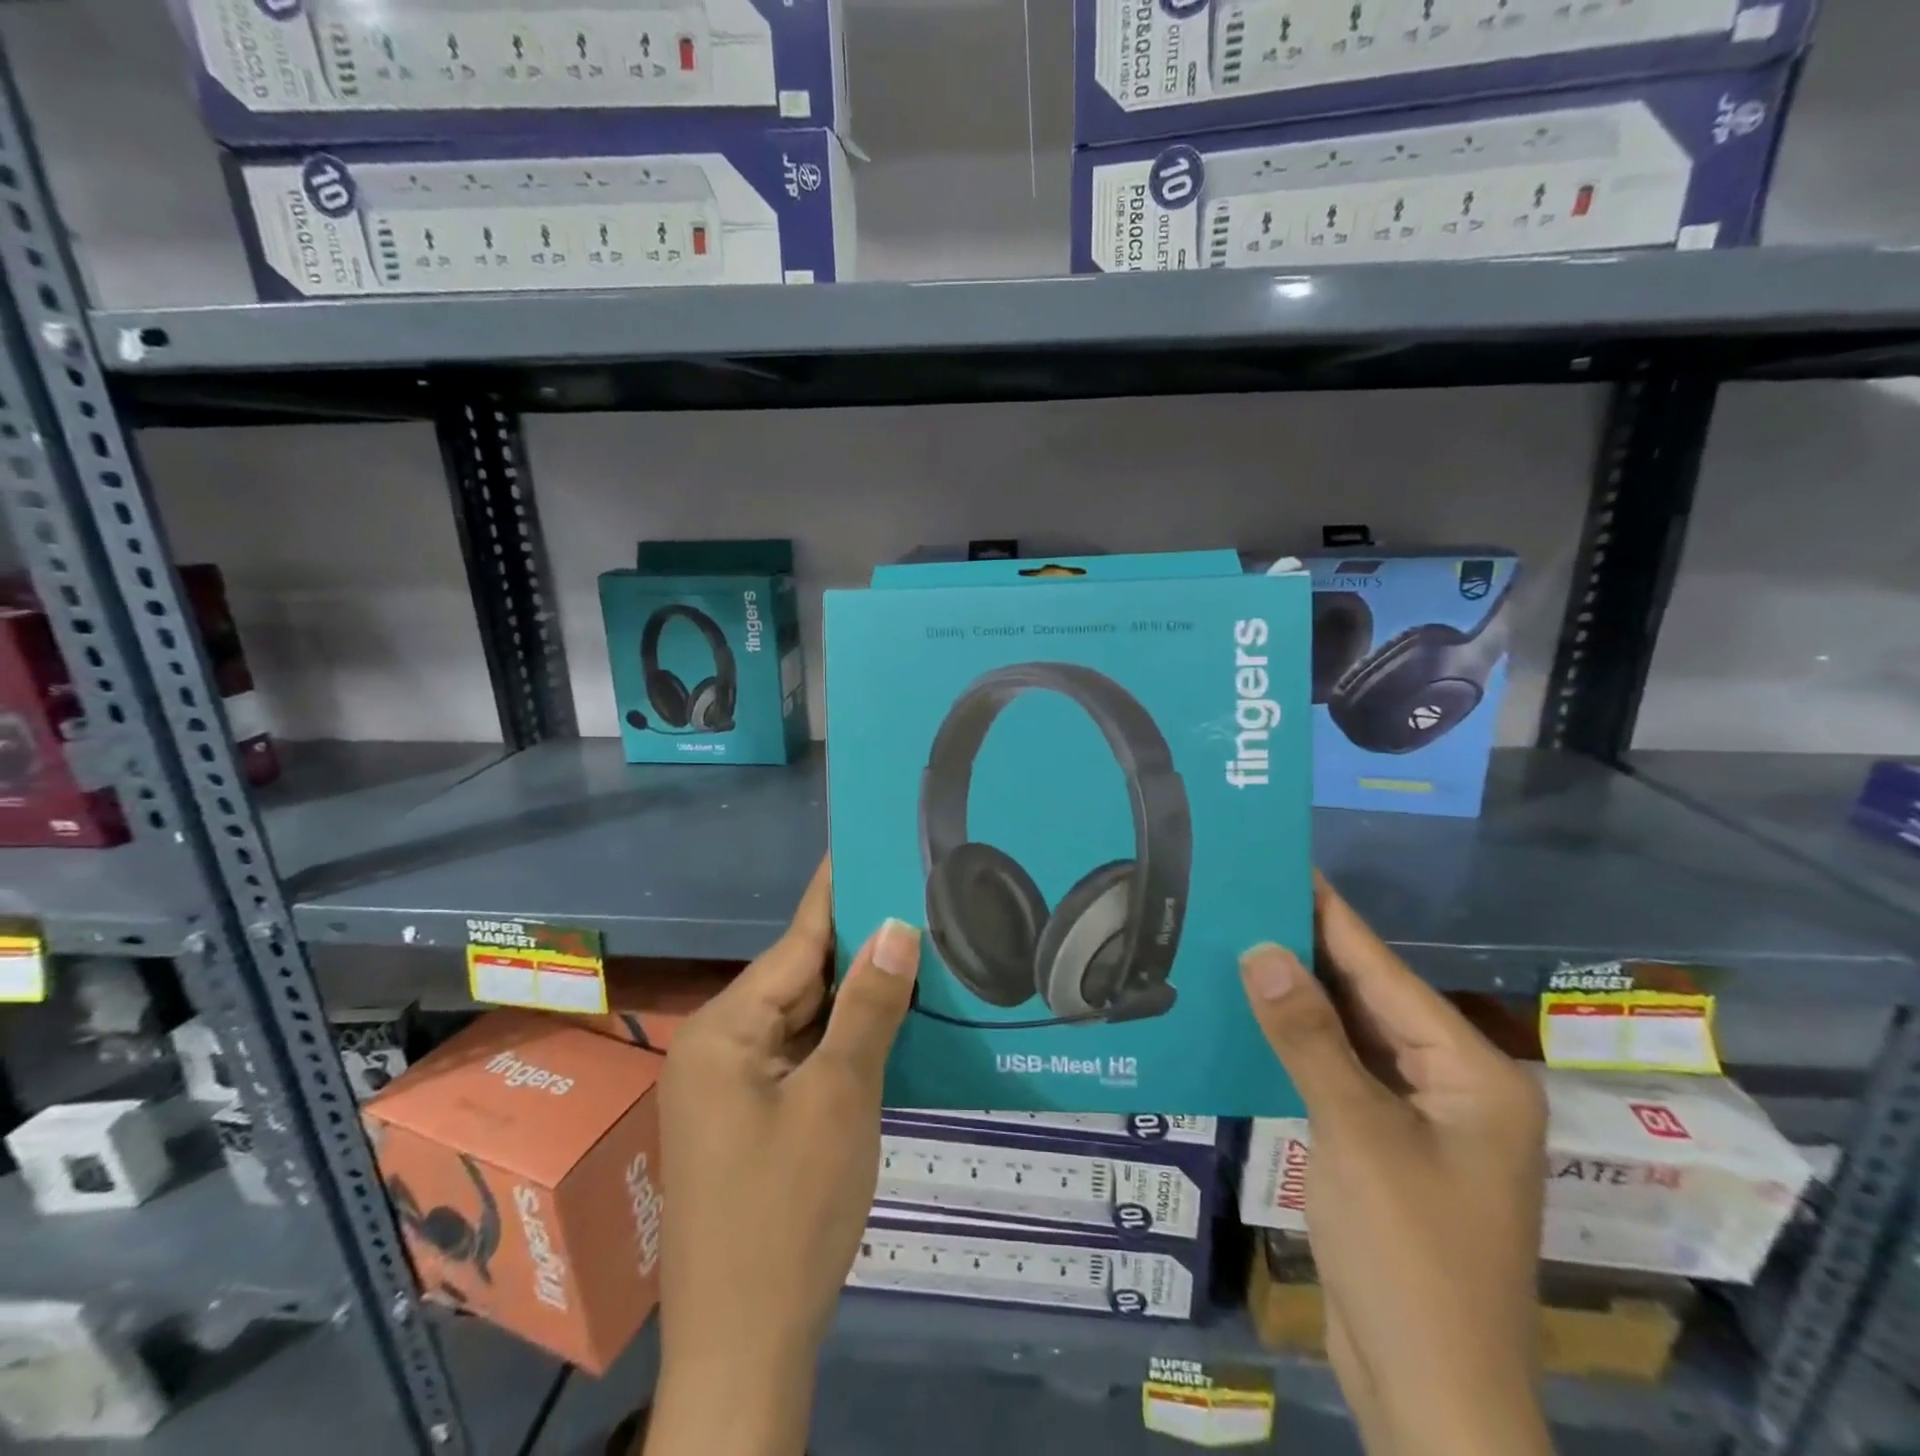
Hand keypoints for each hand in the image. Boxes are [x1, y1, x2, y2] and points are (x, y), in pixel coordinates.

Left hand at [643, 859, 920, 1455]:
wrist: (745, 1350)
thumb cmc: (788, 1214)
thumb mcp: (839, 1099)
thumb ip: (868, 1008)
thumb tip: (896, 927)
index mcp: (725, 1030)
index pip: (797, 942)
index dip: (838, 893)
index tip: (867, 843)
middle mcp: (721, 1046)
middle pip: (801, 979)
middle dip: (860, 946)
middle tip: (918, 898)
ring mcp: (734, 1086)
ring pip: (806, 1019)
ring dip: (857, 996)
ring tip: (918, 947)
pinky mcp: (752, 1119)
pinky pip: (804, 1057)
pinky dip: (845, 1039)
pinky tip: (891, 1021)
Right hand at [1240, 873, 1550, 1455]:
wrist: (1432, 1397)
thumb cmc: (1410, 1259)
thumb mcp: (1355, 1135)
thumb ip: (1308, 1037)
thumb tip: (1262, 949)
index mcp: (1472, 1073)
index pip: (1385, 972)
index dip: (1331, 916)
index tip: (1285, 864)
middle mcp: (1454, 1086)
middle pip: (1370, 999)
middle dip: (1308, 951)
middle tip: (1244, 897)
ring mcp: (1421, 1119)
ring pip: (1352, 1036)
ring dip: (1300, 997)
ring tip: (1238, 941)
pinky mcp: (1387, 1146)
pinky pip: (1340, 1073)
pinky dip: (1300, 1044)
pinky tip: (1256, 1017)